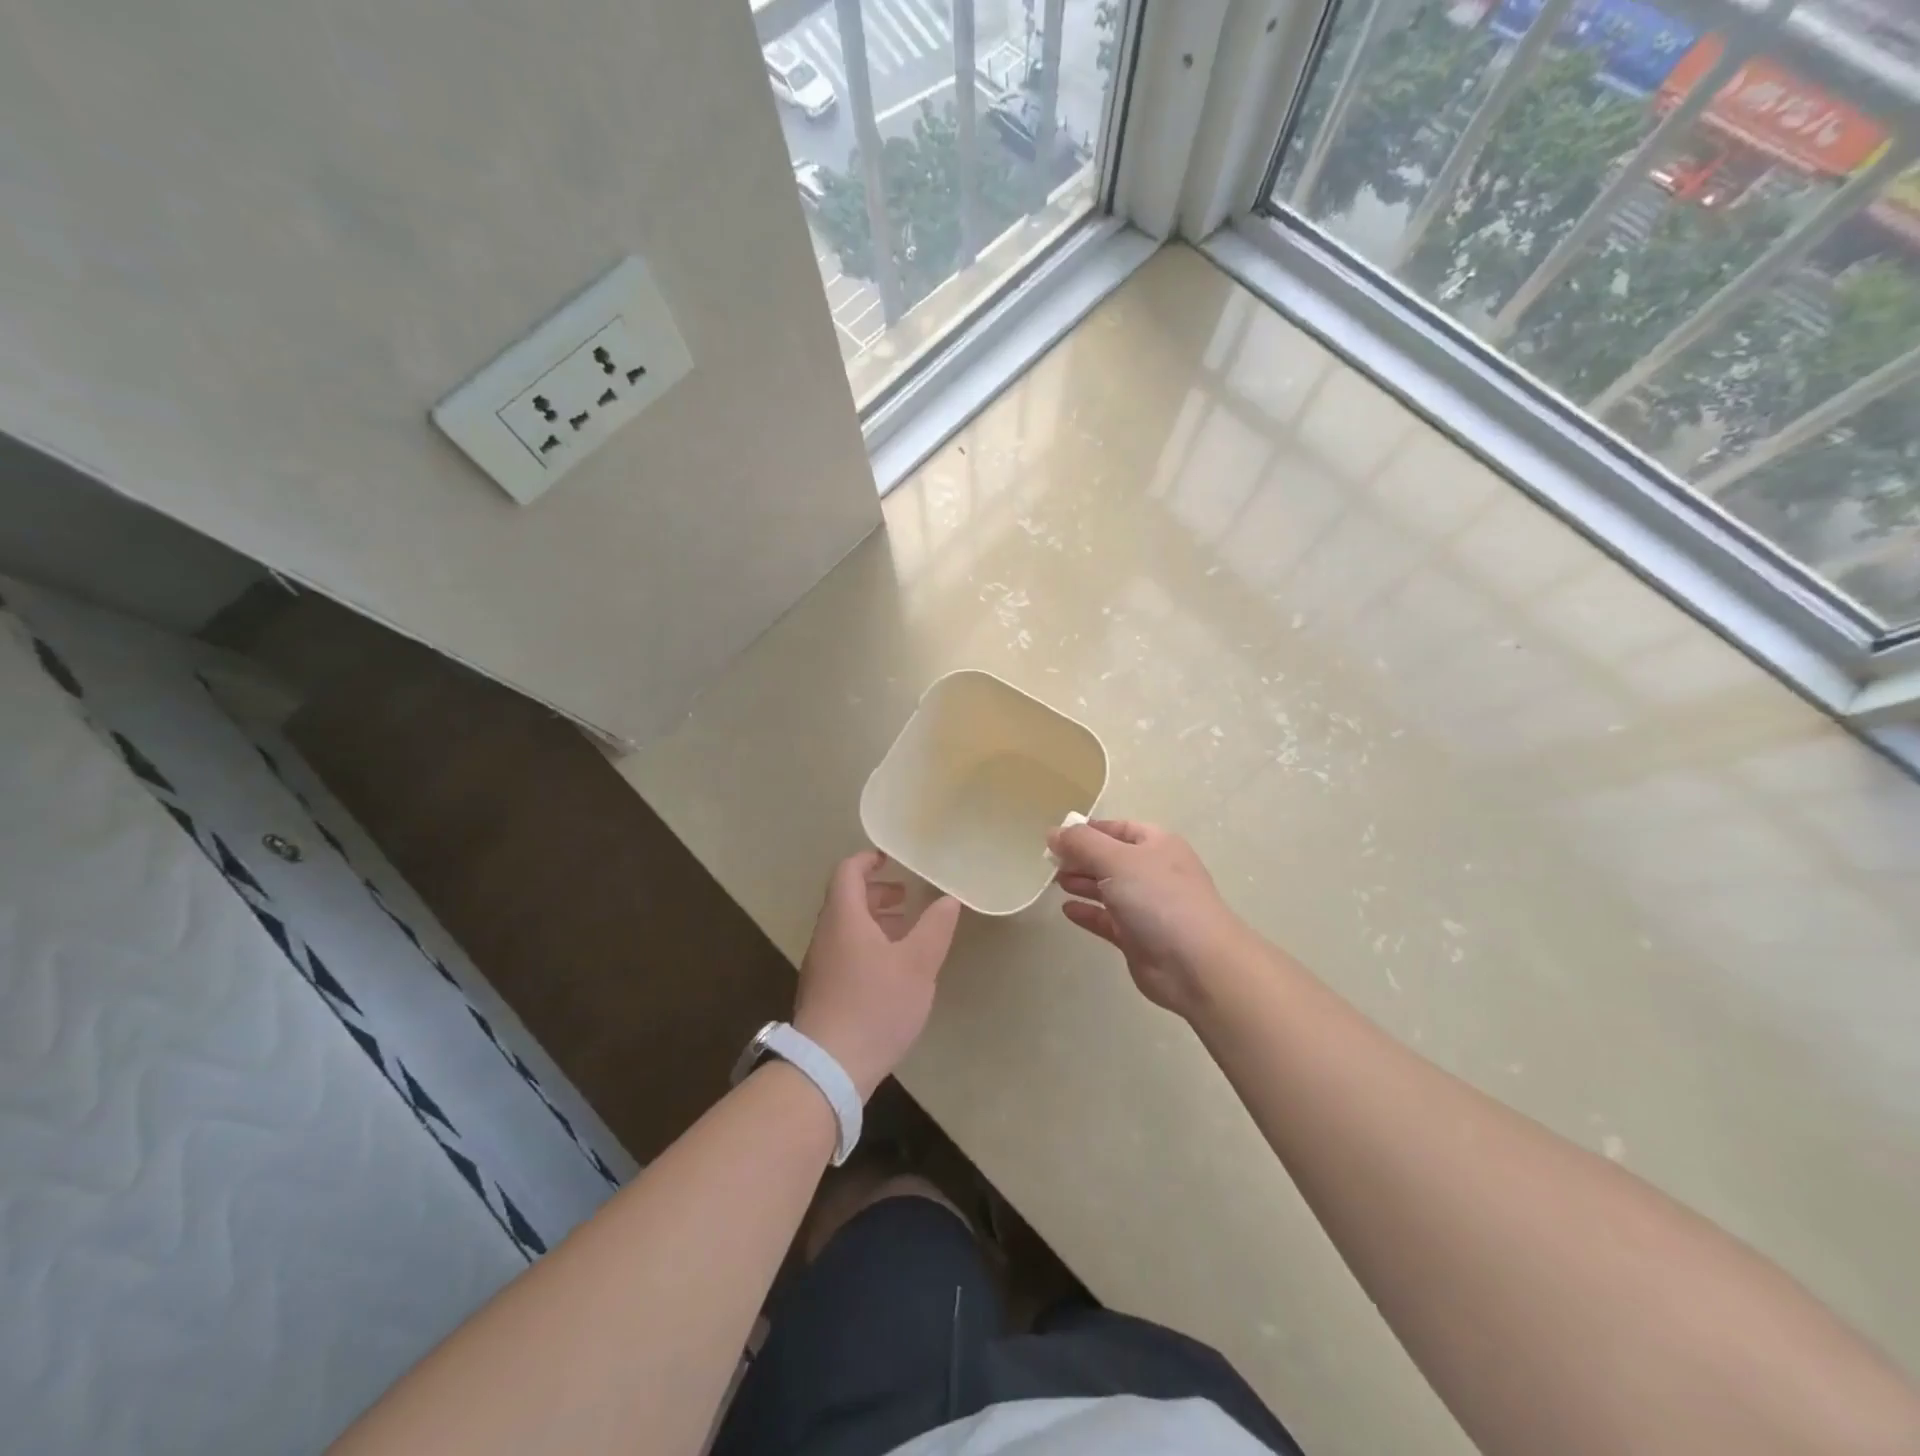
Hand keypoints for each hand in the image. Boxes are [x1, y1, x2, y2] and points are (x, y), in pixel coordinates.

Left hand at [794, 850, 961, 1100]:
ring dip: (874, 920)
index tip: (891, 858)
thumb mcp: (917, 964)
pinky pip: (844, 951)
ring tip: (906, 930)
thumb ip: (935, 927)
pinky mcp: (823, 991)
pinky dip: (867, 944)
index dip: (868, 859)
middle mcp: (826, 935)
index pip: (847, 872)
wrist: (829, 1067)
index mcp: (844, 918)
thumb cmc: (876, 1005)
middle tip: (906, 897)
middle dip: (877, 892)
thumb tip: (948, 899)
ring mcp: (821, 965)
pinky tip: (891, 969)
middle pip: (846, 899)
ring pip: (846, 927)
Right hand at [1048, 820, 1251, 1017]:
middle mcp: (1153, 872)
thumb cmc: (1158, 898)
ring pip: (1108, 889)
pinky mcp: (1138, 938)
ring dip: (1082, 883)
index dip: (1089, 830)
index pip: (1118, 829)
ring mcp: (1147, 907)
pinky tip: (1067, 910)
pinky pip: (1107, 920)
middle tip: (1050, 862)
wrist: (1196, 964)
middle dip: (1081, 858)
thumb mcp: (1116, 860)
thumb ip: (1081, 843)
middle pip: (1111, 858)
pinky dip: (1088, 913)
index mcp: (1157, 845)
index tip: (1058, 837)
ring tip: (1054, 882)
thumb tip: (1053, 832)